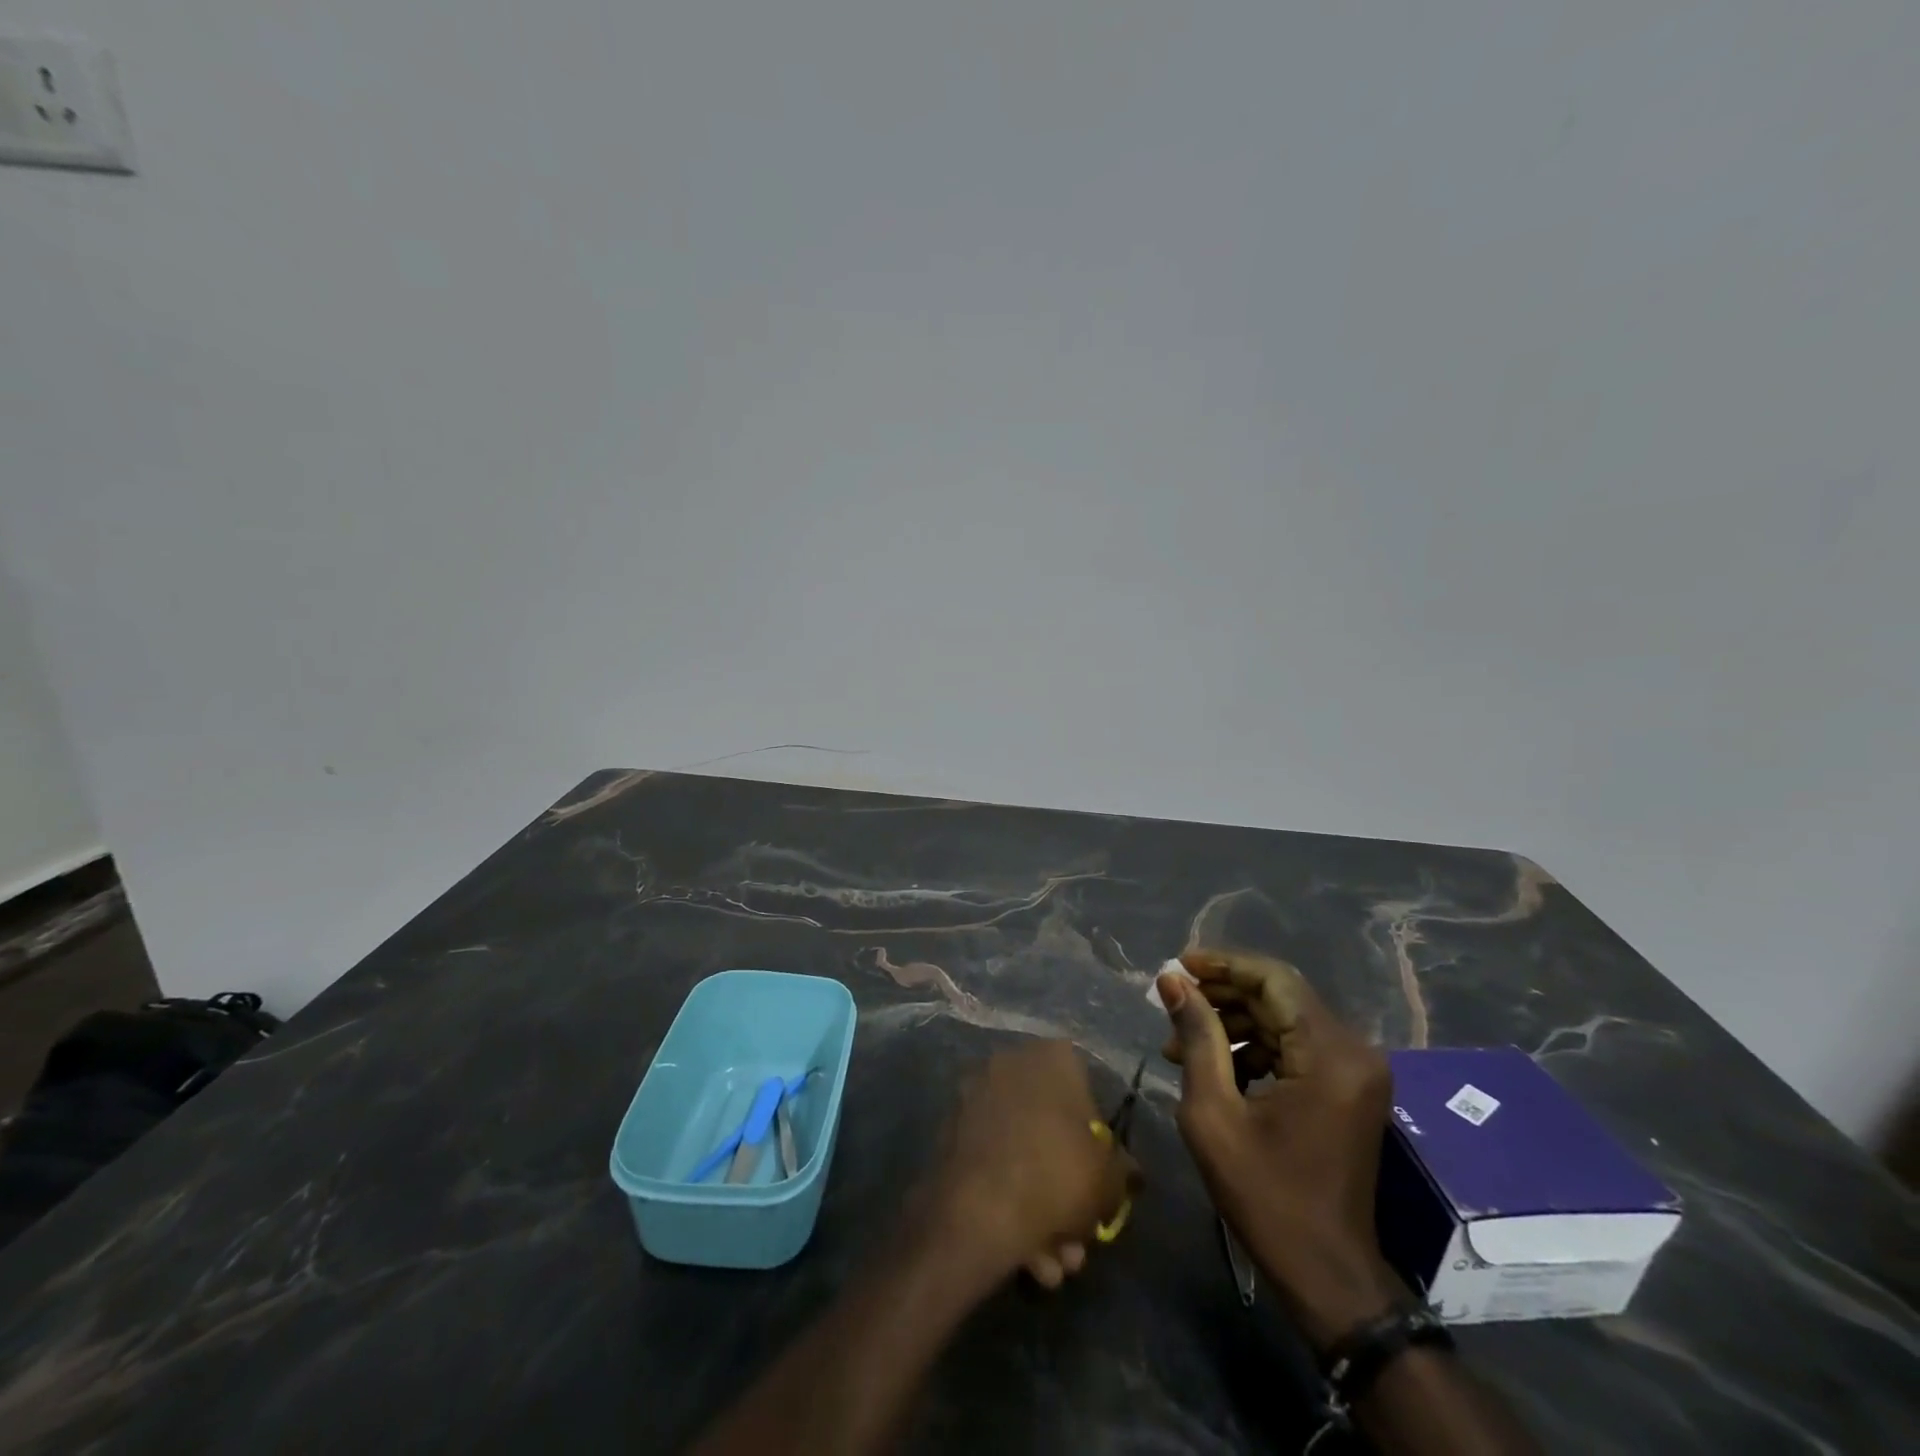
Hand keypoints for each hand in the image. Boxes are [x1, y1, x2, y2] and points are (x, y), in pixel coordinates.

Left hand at [926, 1040, 1138, 1289]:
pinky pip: (992, 1163)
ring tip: (1053, 1264)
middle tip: (1077, 1238)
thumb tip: (1126, 1171)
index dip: (1098, 1144)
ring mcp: (975, 1095)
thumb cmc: (1055, 1177)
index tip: (1100, 1185)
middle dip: (1066, 1191)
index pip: (1086, 1091)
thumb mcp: (1109, 1180)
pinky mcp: (950, 1129)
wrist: (976, 1210)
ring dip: (1041, 1210)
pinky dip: (1008, 1202)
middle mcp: (1010, 1063)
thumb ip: (1122, 1171)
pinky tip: (1025, 1256)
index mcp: (1052, 1058)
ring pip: (1021, 1153)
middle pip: (1051, 1130)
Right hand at [1158, 950, 1405, 1345]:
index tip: (1178, 966)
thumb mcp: (1213, 1113)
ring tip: (1181, 1041)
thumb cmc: (1265, 1197)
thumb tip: (1172, 980)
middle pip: (1280, 995)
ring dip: (1234, 1022)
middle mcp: (1353, 1051)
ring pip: (1284, 1018)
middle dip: (1222, 994)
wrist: (1327, 1275)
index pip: (1273, 980)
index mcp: (1329, 1054)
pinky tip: (1214, 1064)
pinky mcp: (1348, 1088)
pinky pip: (1295, 1046)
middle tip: (1172, 1003)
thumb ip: (1197, 1036)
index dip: (1222, 965)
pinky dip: (1254, 1046)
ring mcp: (1355, 1071)